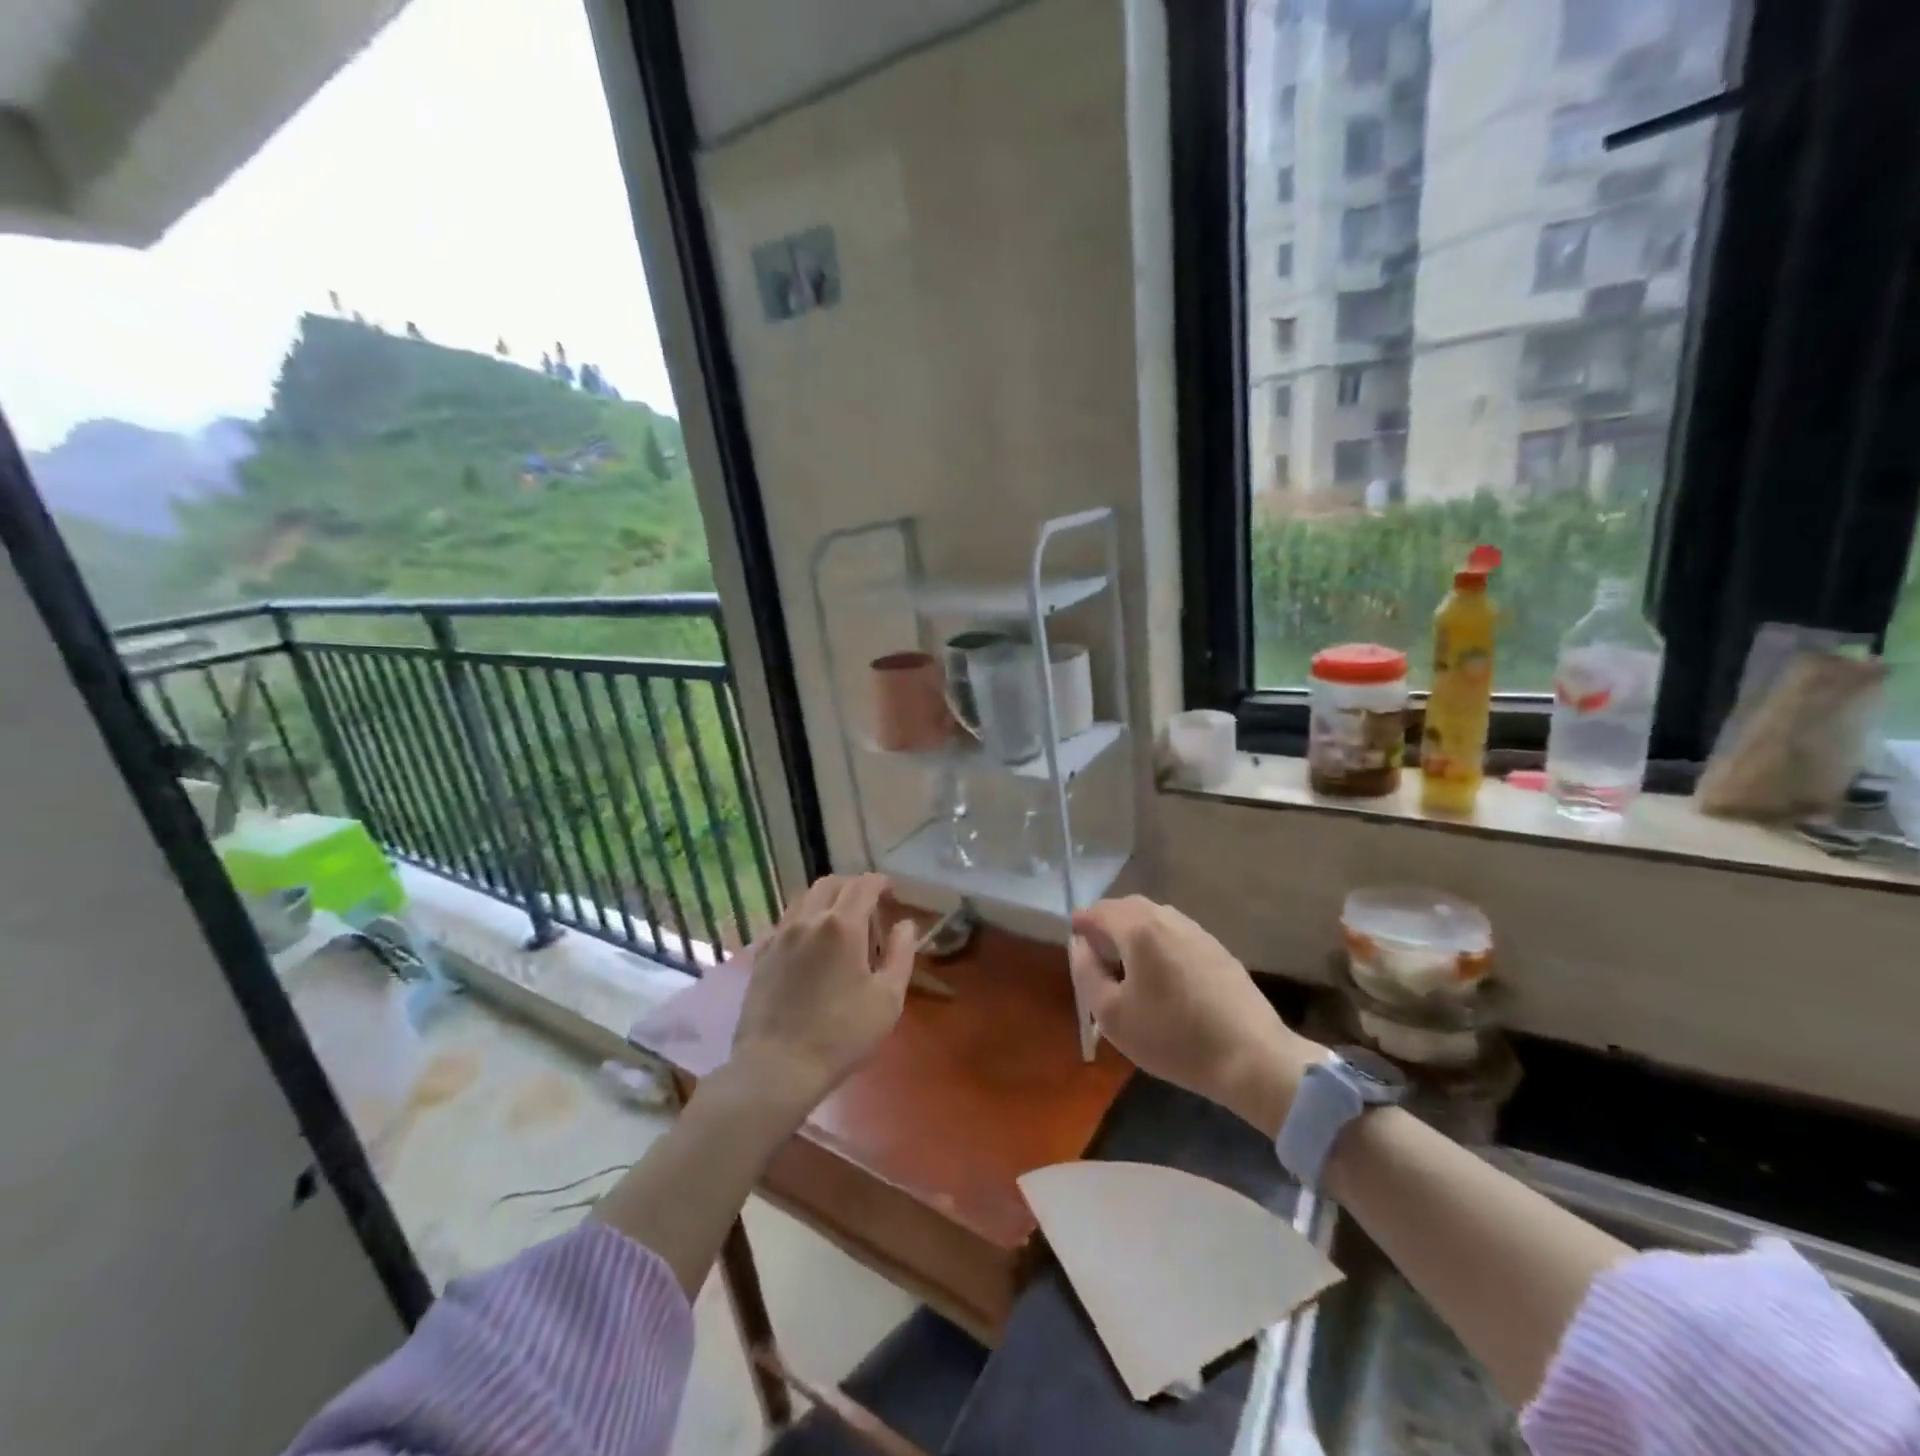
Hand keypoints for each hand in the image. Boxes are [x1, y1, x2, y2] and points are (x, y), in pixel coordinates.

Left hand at [730, 873, 916, 1114]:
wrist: (777, 1067)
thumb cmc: (841, 1035)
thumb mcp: (887, 999)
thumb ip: (901, 954)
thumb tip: (905, 925)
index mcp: (842, 925)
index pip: (864, 885)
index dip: (881, 882)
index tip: (892, 892)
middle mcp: (808, 919)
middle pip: (831, 883)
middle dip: (853, 886)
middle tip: (869, 904)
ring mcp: (780, 935)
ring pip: (804, 897)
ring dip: (826, 898)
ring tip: (839, 919)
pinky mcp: (761, 954)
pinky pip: (785, 921)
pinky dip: (803, 918)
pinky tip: (810, 942)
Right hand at [1070, 896, 1321, 1135]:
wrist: (1251, 1057)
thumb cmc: (1173, 1037)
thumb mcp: (1112, 1015)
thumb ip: (1086, 973)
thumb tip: (1080, 945)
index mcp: (1139, 929)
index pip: (1100, 911)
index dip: (1082, 923)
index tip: (1073, 940)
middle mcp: (1168, 919)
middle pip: (1128, 907)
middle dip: (1107, 922)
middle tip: (1096, 951)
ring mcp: (1197, 932)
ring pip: (1155, 918)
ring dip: (1134, 931)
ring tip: (1126, 963)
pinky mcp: (1218, 949)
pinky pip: (1176, 933)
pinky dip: (1158, 942)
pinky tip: (1161, 973)